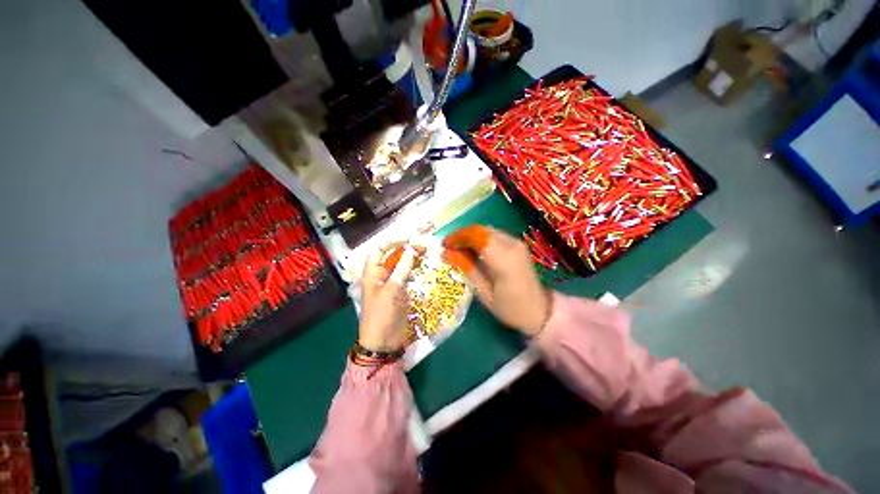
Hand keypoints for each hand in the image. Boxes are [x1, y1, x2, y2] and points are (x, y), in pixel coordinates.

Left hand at [358, 245, 416, 350]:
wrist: (384, 342)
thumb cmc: (383, 314)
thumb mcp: (392, 289)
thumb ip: (402, 268)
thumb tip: (411, 249)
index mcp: (372, 273)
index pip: (379, 250)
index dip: (392, 242)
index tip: (409, 239)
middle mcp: (381, 276)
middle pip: (392, 257)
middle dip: (405, 250)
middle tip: (423, 246)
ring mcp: (391, 284)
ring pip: (401, 266)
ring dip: (412, 260)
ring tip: (426, 254)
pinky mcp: (400, 292)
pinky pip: (407, 277)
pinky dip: (414, 271)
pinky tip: (423, 269)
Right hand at [442, 226, 550, 335]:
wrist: (540, 311)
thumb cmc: (510, 308)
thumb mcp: (484, 293)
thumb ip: (467, 269)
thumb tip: (447, 253)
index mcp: (504, 260)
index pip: (476, 236)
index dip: (457, 237)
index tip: (444, 245)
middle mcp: (512, 245)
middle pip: (481, 230)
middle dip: (462, 235)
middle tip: (448, 246)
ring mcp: (517, 243)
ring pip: (487, 230)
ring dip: (470, 235)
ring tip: (457, 248)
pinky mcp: (517, 244)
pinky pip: (494, 234)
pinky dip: (480, 238)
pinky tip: (473, 249)